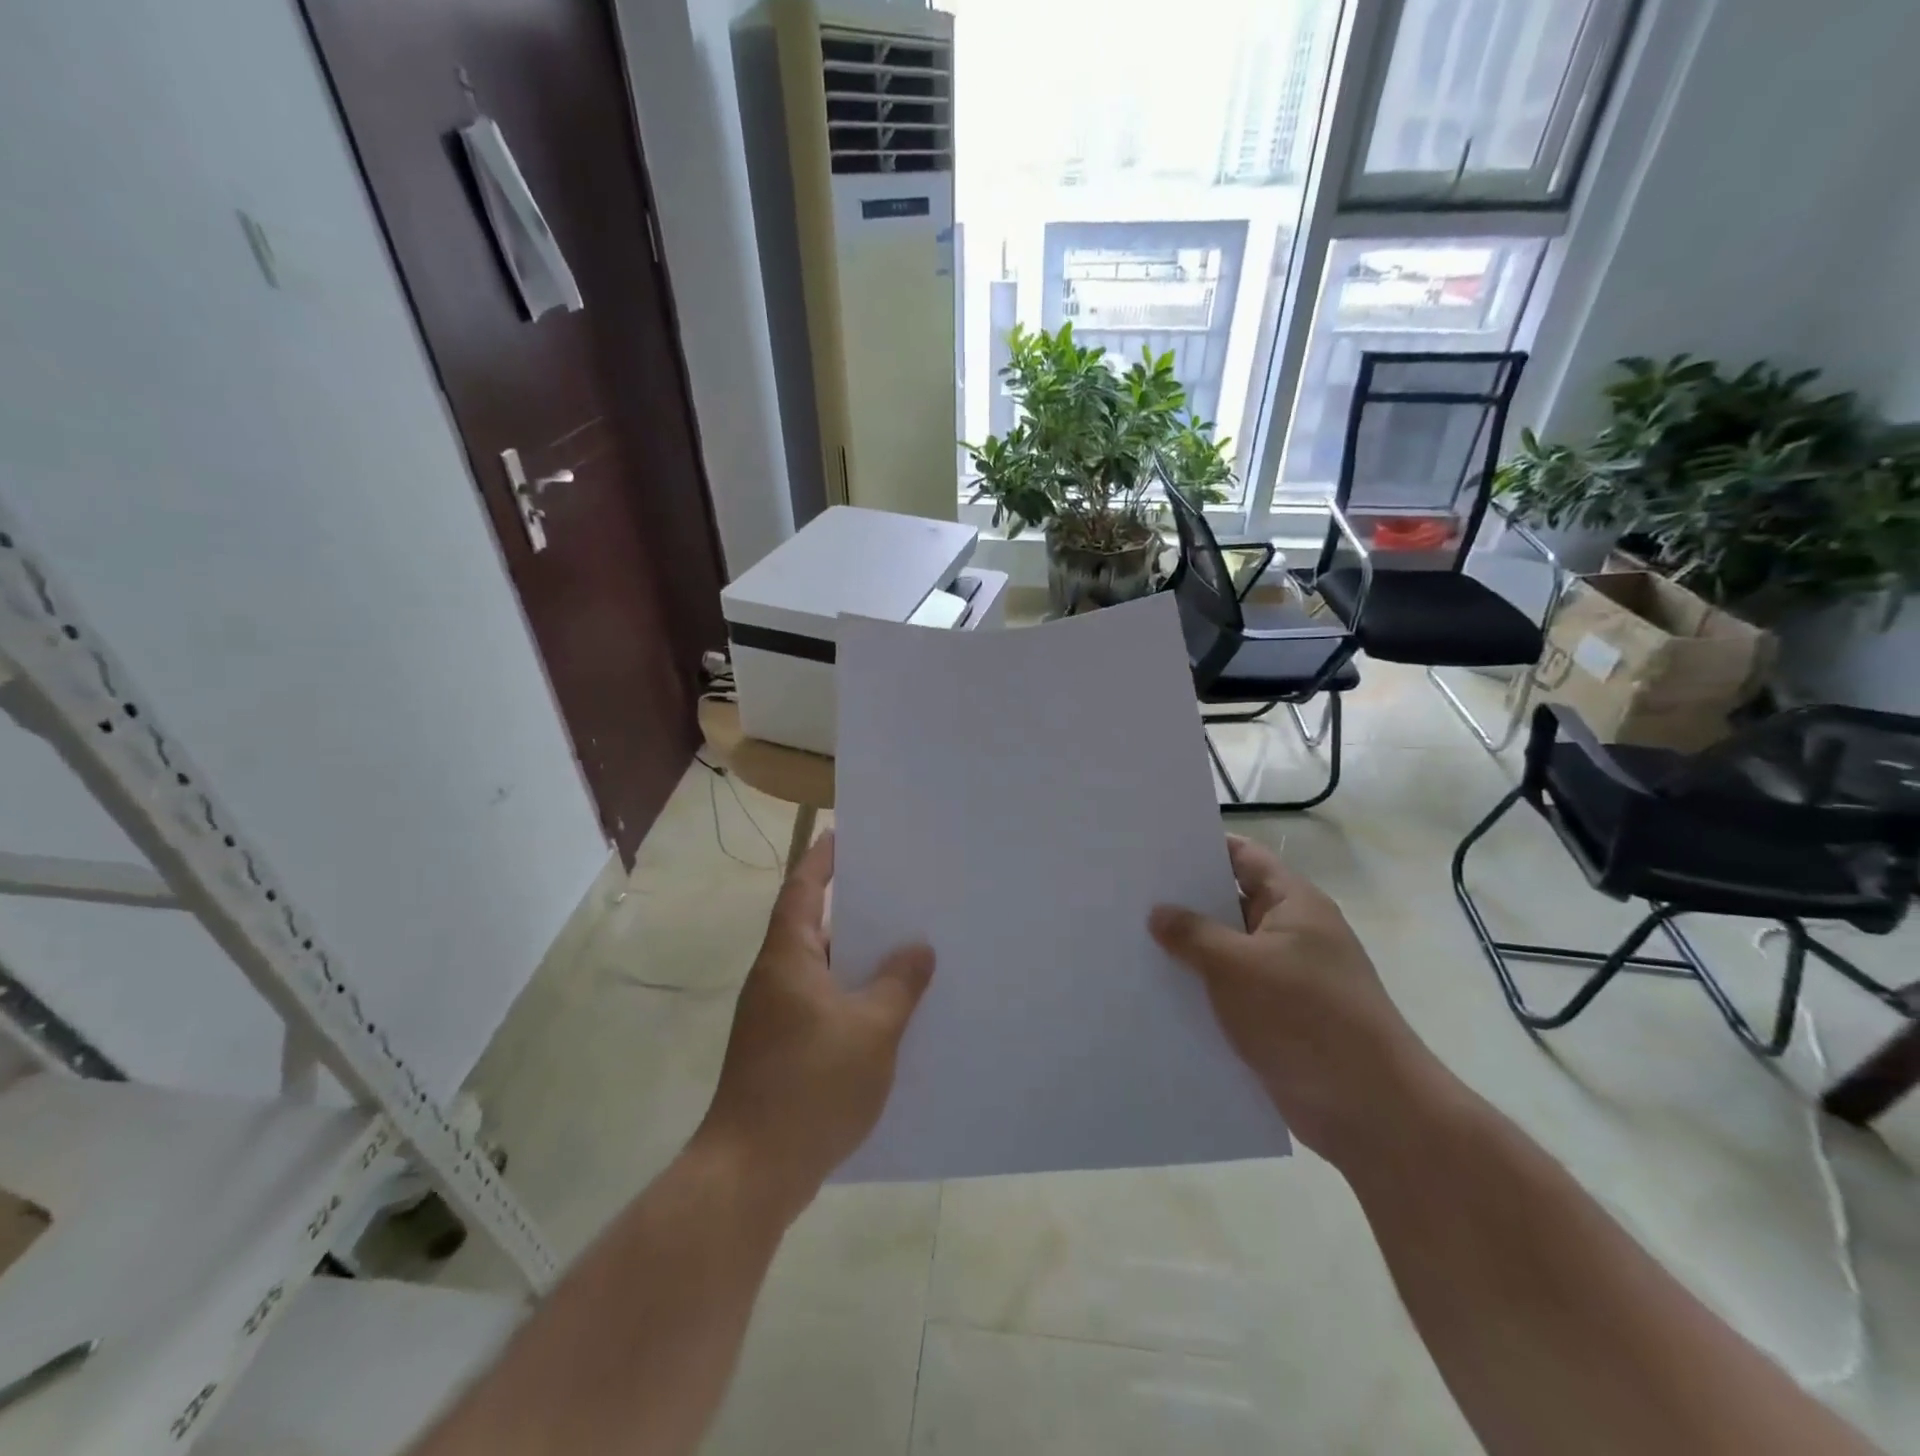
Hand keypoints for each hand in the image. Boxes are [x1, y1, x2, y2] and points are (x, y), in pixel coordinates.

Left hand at [697, 832, 932, 1217]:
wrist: (751, 1174)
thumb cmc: (810, 1085)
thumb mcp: (872, 1030)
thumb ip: (898, 984)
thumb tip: (918, 949)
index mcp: (788, 958)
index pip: (802, 889)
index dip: (822, 858)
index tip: (844, 833)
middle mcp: (775, 979)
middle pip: (813, 926)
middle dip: (852, 907)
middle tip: (897, 890)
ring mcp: (774, 1018)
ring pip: (821, 970)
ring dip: (856, 958)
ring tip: (905, 946)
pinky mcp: (781, 1051)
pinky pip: (822, 1006)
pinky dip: (852, 997)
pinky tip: (888, 1012)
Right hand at [1150, 835, 1432, 1159]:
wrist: (1371, 1112)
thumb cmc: (1306, 1018)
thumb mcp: (1237, 966)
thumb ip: (1193, 934)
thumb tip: (1158, 913)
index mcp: (1293, 904)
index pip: (1242, 857)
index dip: (1200, 847)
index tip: (1152, 847)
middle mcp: (1291, 933)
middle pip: (1230, 902)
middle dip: (1184, 900)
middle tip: (1128, 893)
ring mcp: (1285, 978)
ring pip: (1226, 950)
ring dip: (1188, 949)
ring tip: (1129, 938)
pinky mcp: (1277, 1018)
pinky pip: (1230, 991)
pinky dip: (1200, 988)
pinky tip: (1156, 990)